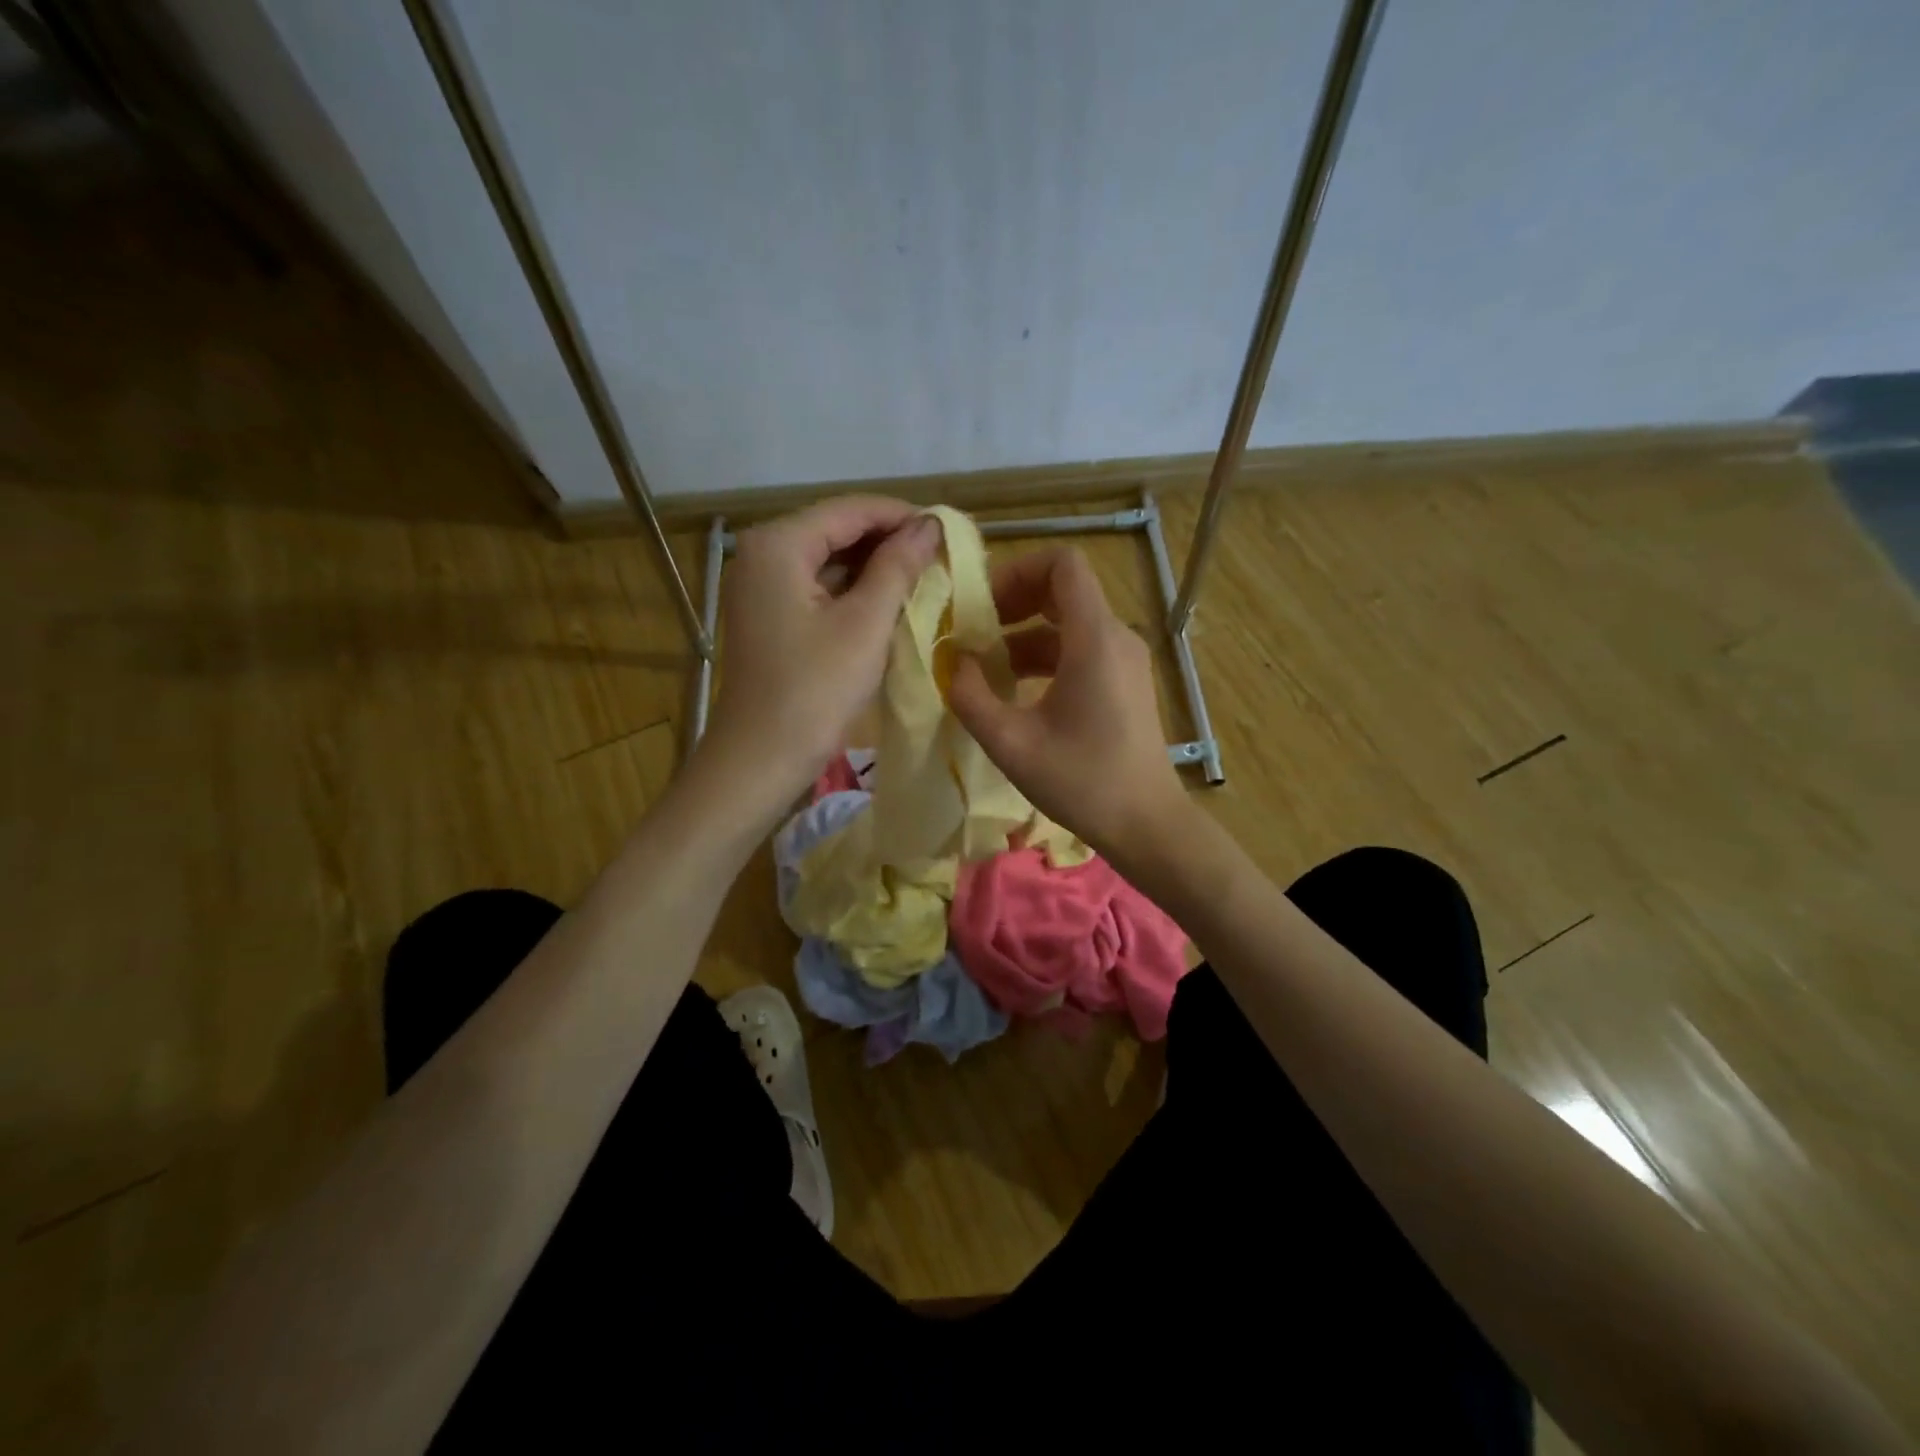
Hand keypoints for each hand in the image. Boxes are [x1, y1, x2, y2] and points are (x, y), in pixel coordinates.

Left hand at [704, 497, 940, 810]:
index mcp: (779, 543)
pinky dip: (851, 592)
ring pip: (827, 560)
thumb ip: (898, 567)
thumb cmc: (815, 690)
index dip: (902, 517)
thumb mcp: (865, 624)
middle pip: (836, 530)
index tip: (948, 532)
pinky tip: (886, 604)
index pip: (850, 510)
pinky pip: (815, 588)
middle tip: (939, 559)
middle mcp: (761, 553)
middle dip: (888, 542)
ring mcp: (759, 585)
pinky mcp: (766, 615)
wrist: (760, 759)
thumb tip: (930, 525)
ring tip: (922, 579)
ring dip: (872, 568)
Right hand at [949, 546, 1187, 857]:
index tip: (982, 606)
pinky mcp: (1125, 682)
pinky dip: (1044, 658)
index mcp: (1094, 639)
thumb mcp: (1011, 743)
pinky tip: (1014, 691)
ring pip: (1068, 623)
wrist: (1146, 824)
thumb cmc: (1081, 781)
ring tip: (984, 668)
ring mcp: (1124, 660)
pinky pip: (1080, 649)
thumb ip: (971, 697)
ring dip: (1023, 635)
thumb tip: (955, 663)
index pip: (1062, 563)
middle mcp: (1115, 637)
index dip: (1017, 571)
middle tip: (974, 632)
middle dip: (1013, 602)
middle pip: (1063, 589)